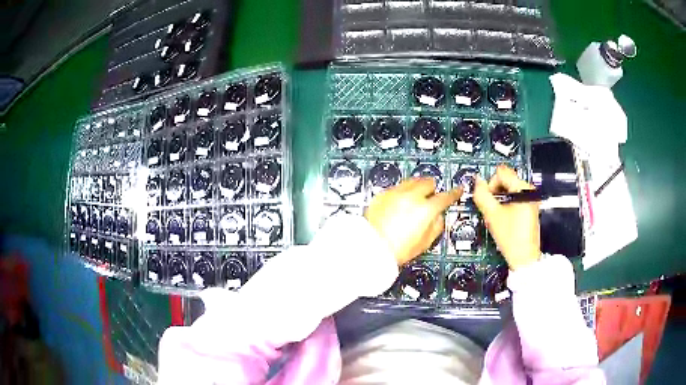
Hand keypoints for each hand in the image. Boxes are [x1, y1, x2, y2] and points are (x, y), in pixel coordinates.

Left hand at [365, 178, 461, 265]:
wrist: (371, 247)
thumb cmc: (397, 249)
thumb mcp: (425, 242)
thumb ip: (437, 225)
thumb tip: (439, 216)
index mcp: (425, 210)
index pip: (445, 197)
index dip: (454, 193)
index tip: (458, 190)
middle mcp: (411, 197)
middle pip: (427, 182)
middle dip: (432, 187)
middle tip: (431, 196)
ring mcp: (395, 193)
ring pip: (411, 181)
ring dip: (417, 187)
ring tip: (415, 198)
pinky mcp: (382, 194)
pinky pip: (397, 187)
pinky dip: (401, 192)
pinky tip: (399, 203)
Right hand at [473, 165, 540, 270]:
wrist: (524, 257)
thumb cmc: (511, 237)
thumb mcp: (492, 215)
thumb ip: (482, 195)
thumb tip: (477, 182)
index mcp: (522, 188)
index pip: (501, 172)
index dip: (490, 184)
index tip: (488, 200)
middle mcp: (529, 190)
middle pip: (505, 179)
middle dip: (495, 193)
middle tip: (492, 210)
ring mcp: (531, 199)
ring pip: (508, 189)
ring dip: (499, 199)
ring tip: (497, 216)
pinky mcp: (530, 206)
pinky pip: (514, 197)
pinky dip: (506, 204)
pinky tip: (504, 218)